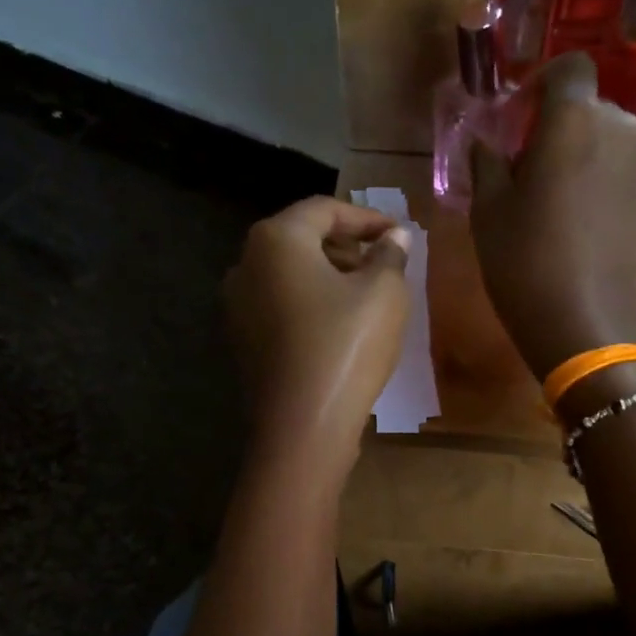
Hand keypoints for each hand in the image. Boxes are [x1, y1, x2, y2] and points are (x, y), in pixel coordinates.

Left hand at [224, 197, 410, 468]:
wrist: (303, 425)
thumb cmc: (346, 346)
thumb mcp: (384, 293)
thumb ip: (390, 255)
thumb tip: (395, 236)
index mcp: (275, 239)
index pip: (324, 210)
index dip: (366, 218)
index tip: (398, 232)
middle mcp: (245, 264)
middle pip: (301, 239)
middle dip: (345, 246)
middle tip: (383, 262)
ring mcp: (237, 306)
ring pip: (289, 275)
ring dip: (328, 276)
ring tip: (366, 295)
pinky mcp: (242, 341)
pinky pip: (280, 307)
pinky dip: (310, 304)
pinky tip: (339, 327)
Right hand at [470, 53, 635, 379]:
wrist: (586, 326)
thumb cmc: (525, 263)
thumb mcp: (487, 213)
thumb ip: (486, 163)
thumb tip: (485, 141)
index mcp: (575, 121)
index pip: (568, 69)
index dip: (542, 84)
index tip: (519, 117)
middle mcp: (621, 132)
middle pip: (590, 110)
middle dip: (559, 128)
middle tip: (528, 169)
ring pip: (610, 146)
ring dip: (584, 160)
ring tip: (556, 205)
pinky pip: (624, 180)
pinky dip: (603, 190)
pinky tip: (583, 231)